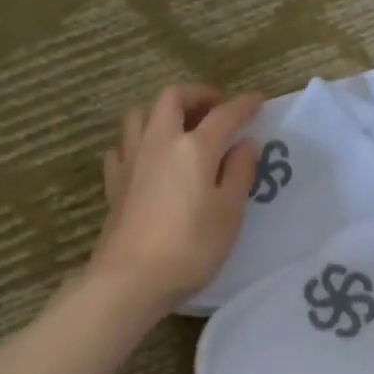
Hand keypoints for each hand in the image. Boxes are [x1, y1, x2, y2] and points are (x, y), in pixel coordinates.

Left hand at [90, 84, 263, 311]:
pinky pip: (122, 146)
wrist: (131, 278)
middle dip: (197, 95)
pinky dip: (137, 142)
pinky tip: (147, 157)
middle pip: (172, 99)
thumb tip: (245, 143)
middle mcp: (159, 142)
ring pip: (140, 114)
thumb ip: (239, 173)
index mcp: (194, 147)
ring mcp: (131, 160)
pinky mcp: (114, 183)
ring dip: (162, 111)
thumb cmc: (191, 247)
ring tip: (180, 126)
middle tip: (216, 107)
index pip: (224, 115)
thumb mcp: (229, 213)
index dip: (244, 105)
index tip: (258, 101)